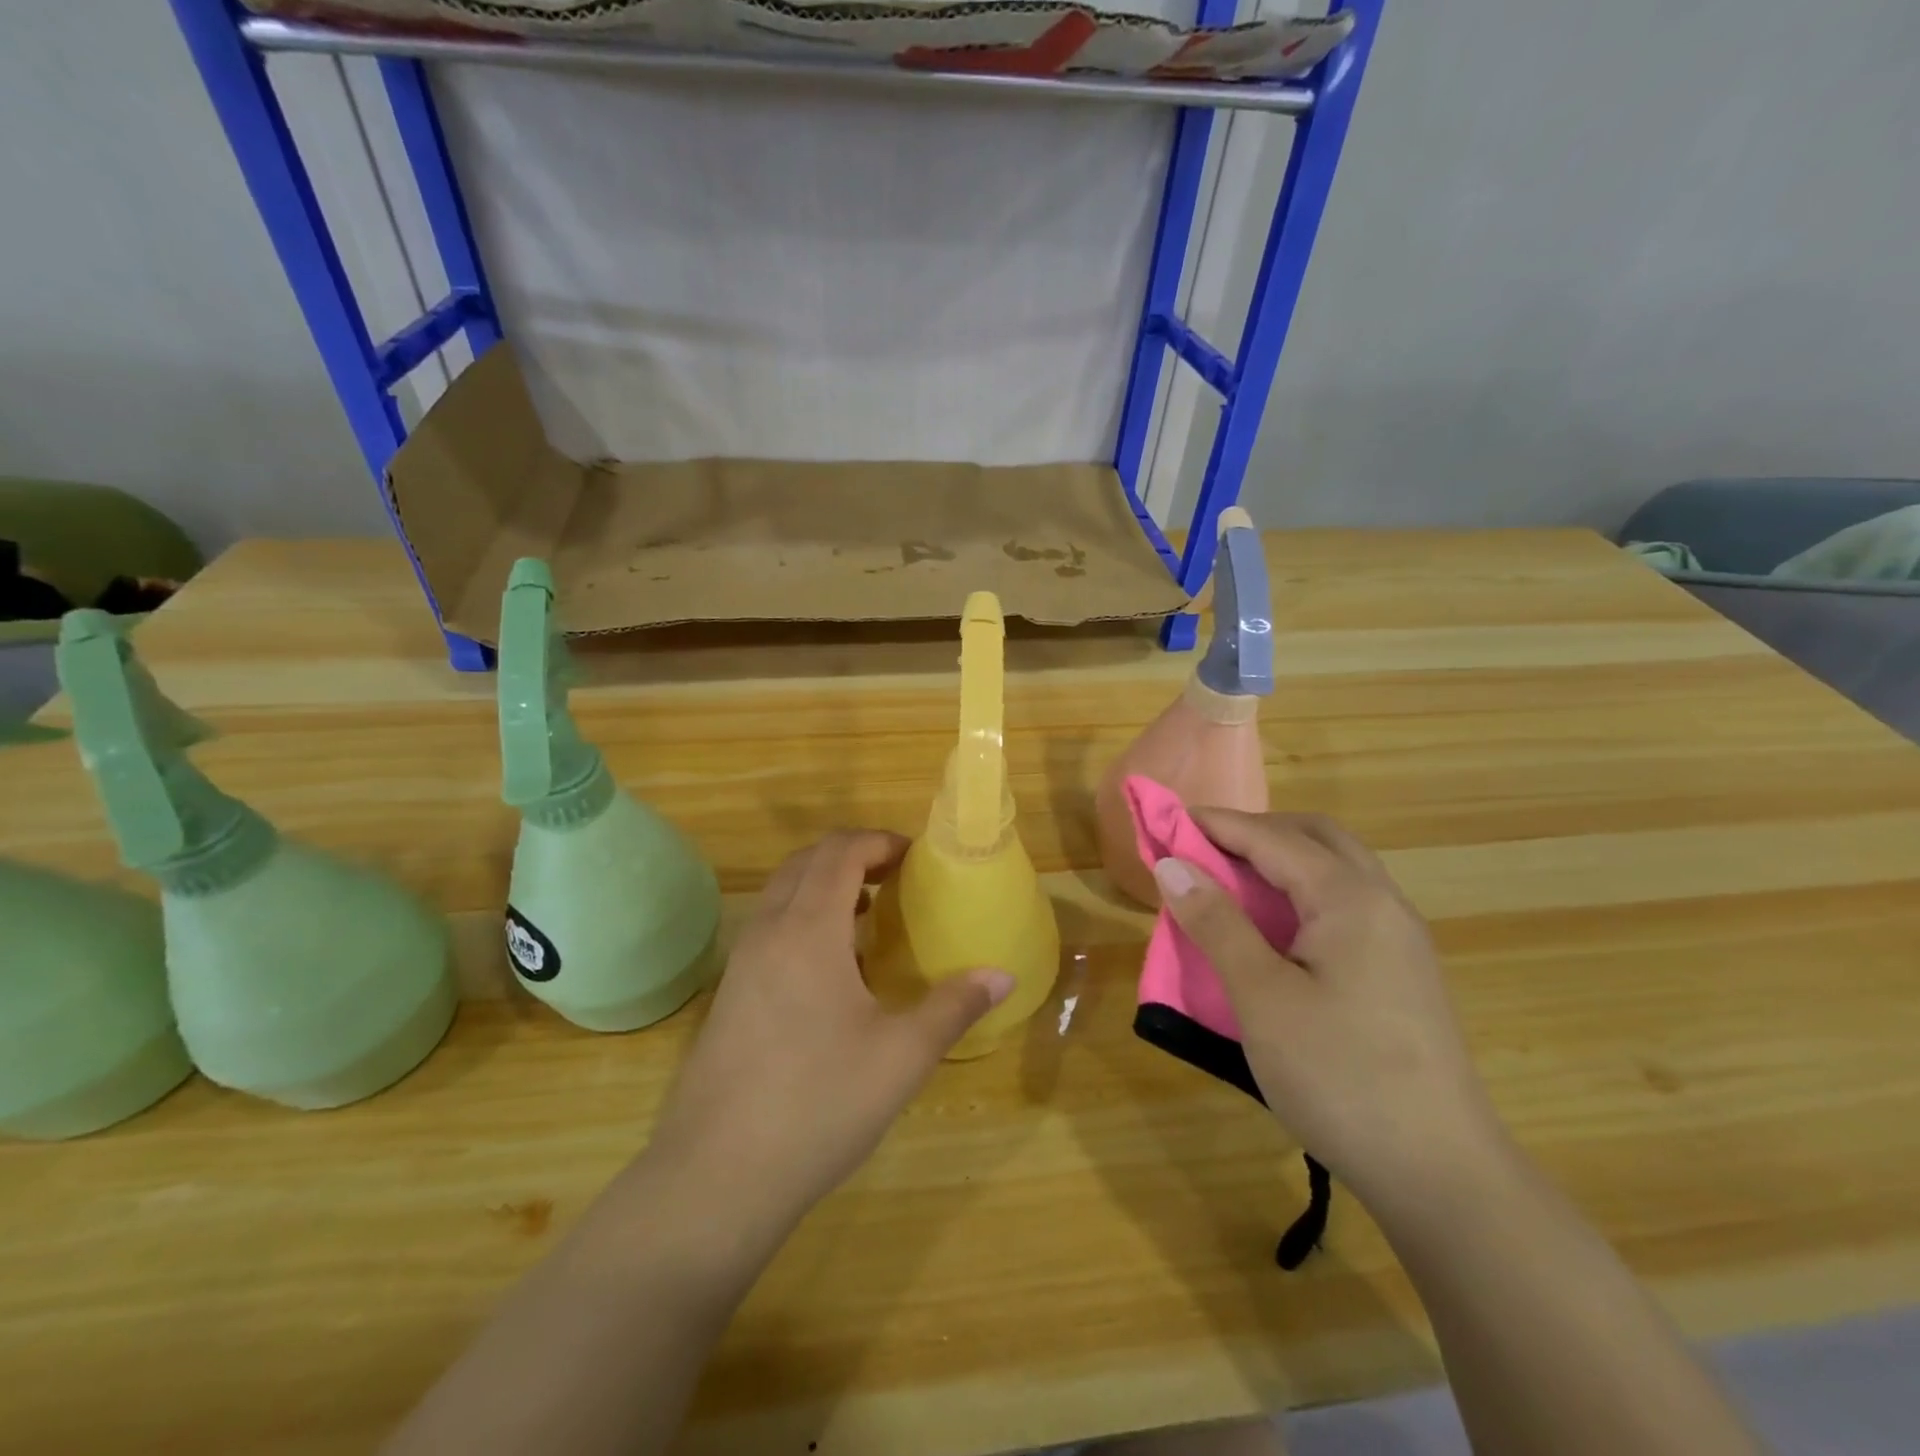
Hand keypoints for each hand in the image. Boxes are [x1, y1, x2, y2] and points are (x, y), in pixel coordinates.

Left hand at [642, 830, 1012, 1257]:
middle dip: (854, 855)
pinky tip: (833, 969)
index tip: (917, 858)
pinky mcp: (728, 993)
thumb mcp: (901, 1056)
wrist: (715, 1178)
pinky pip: (770, 926)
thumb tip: (1003, 976)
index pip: (840, 852)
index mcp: (808, 929)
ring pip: (783, 893)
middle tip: (898, 879)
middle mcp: (769, 930)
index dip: (880, 842)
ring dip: (825, 885)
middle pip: (807, 861)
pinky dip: (803, 917)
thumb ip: (954, 1007)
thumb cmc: (818, 1104)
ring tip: (870, 916)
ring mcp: (741, 962)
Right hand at [1150, 811, 1502, 1207]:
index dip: (1216, 824)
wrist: (1442, 1175)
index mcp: (1350, 898)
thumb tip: (1172, 865)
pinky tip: (1275, 929)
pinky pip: (1346, 903)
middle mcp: (1382, 903)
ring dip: (1281, 860)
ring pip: (1336, 869)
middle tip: (1202, 849)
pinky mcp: (1402, 971)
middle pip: (1315, 837)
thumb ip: (1217, 923)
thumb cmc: (1340, 1076)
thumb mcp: (1261, 997)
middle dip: (1255, 831)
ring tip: (1230, 883)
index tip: (1166, 820)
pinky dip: (1301, 892)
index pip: (1271, 838)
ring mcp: (1400, 938)